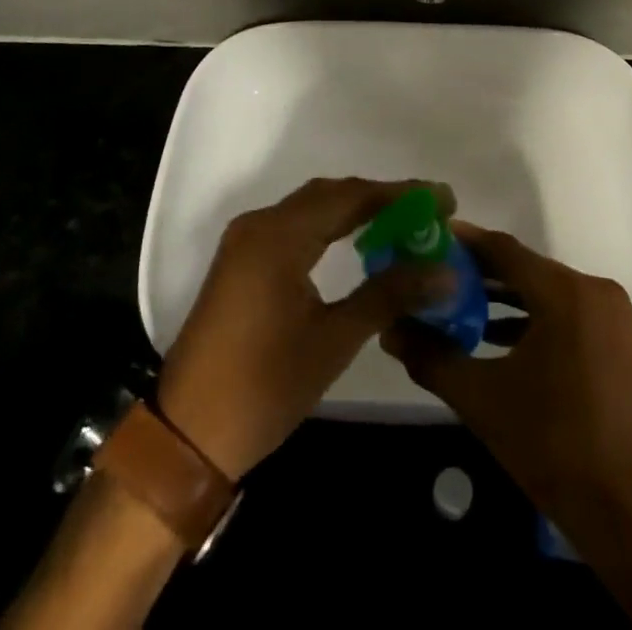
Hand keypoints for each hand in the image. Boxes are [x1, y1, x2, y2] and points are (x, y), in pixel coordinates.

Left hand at [157, 177, 453, 480]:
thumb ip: (389, 295)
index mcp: (278, 236)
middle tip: (427, 211)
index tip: (443, 198)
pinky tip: (357, 242)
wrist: (186, 436)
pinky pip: (294, 226)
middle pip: (330, 195)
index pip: (350, 197)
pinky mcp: (242, 260)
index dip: (399, 194)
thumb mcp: (333, 340)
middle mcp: (259, 225)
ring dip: (356, 210)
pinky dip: (330, 227)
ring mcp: (246, 241)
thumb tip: (445, 272)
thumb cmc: (263, 387)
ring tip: (403, 223)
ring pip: (311, 209)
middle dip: (381, 199)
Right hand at [381, 222, 631, 534]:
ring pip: (544, 289)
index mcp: (566, 293)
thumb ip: (432, 356)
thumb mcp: (481, 398)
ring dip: (503, 295)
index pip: (504, 250)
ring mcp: (609, 314)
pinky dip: (530, 316)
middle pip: (525, 267)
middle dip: (479, 272)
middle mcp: (593, 290)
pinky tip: (492, 333)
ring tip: (455, 301)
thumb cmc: (550, 445)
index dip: (464, 243)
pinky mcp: (615, 337)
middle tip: (434, 272)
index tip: (428, 238)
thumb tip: (389, 329)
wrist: (621, 509)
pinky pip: (563, 310)